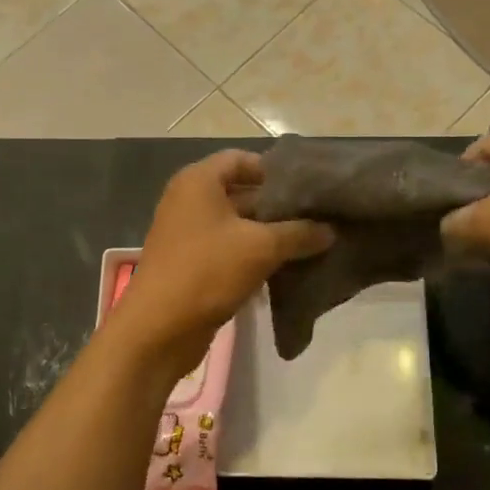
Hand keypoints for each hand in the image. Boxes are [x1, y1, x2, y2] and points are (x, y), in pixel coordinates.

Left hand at [112, 150, 332, 376]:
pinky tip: (285, 268)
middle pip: (241, 191)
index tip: (307, 188)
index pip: (242, 159)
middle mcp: (189, 200)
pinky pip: (228, 248)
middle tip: (317, 217)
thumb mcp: (261, 247)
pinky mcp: (190, 263)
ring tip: (309, 242)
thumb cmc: (207, 271)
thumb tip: (331, 230)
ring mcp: (187, 233)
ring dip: (268, 233)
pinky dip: (253, 254)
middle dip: (277, 205)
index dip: (275, 171)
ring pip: (237, 224)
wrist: (158, 329)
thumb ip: (299, 233)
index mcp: (198, 181)